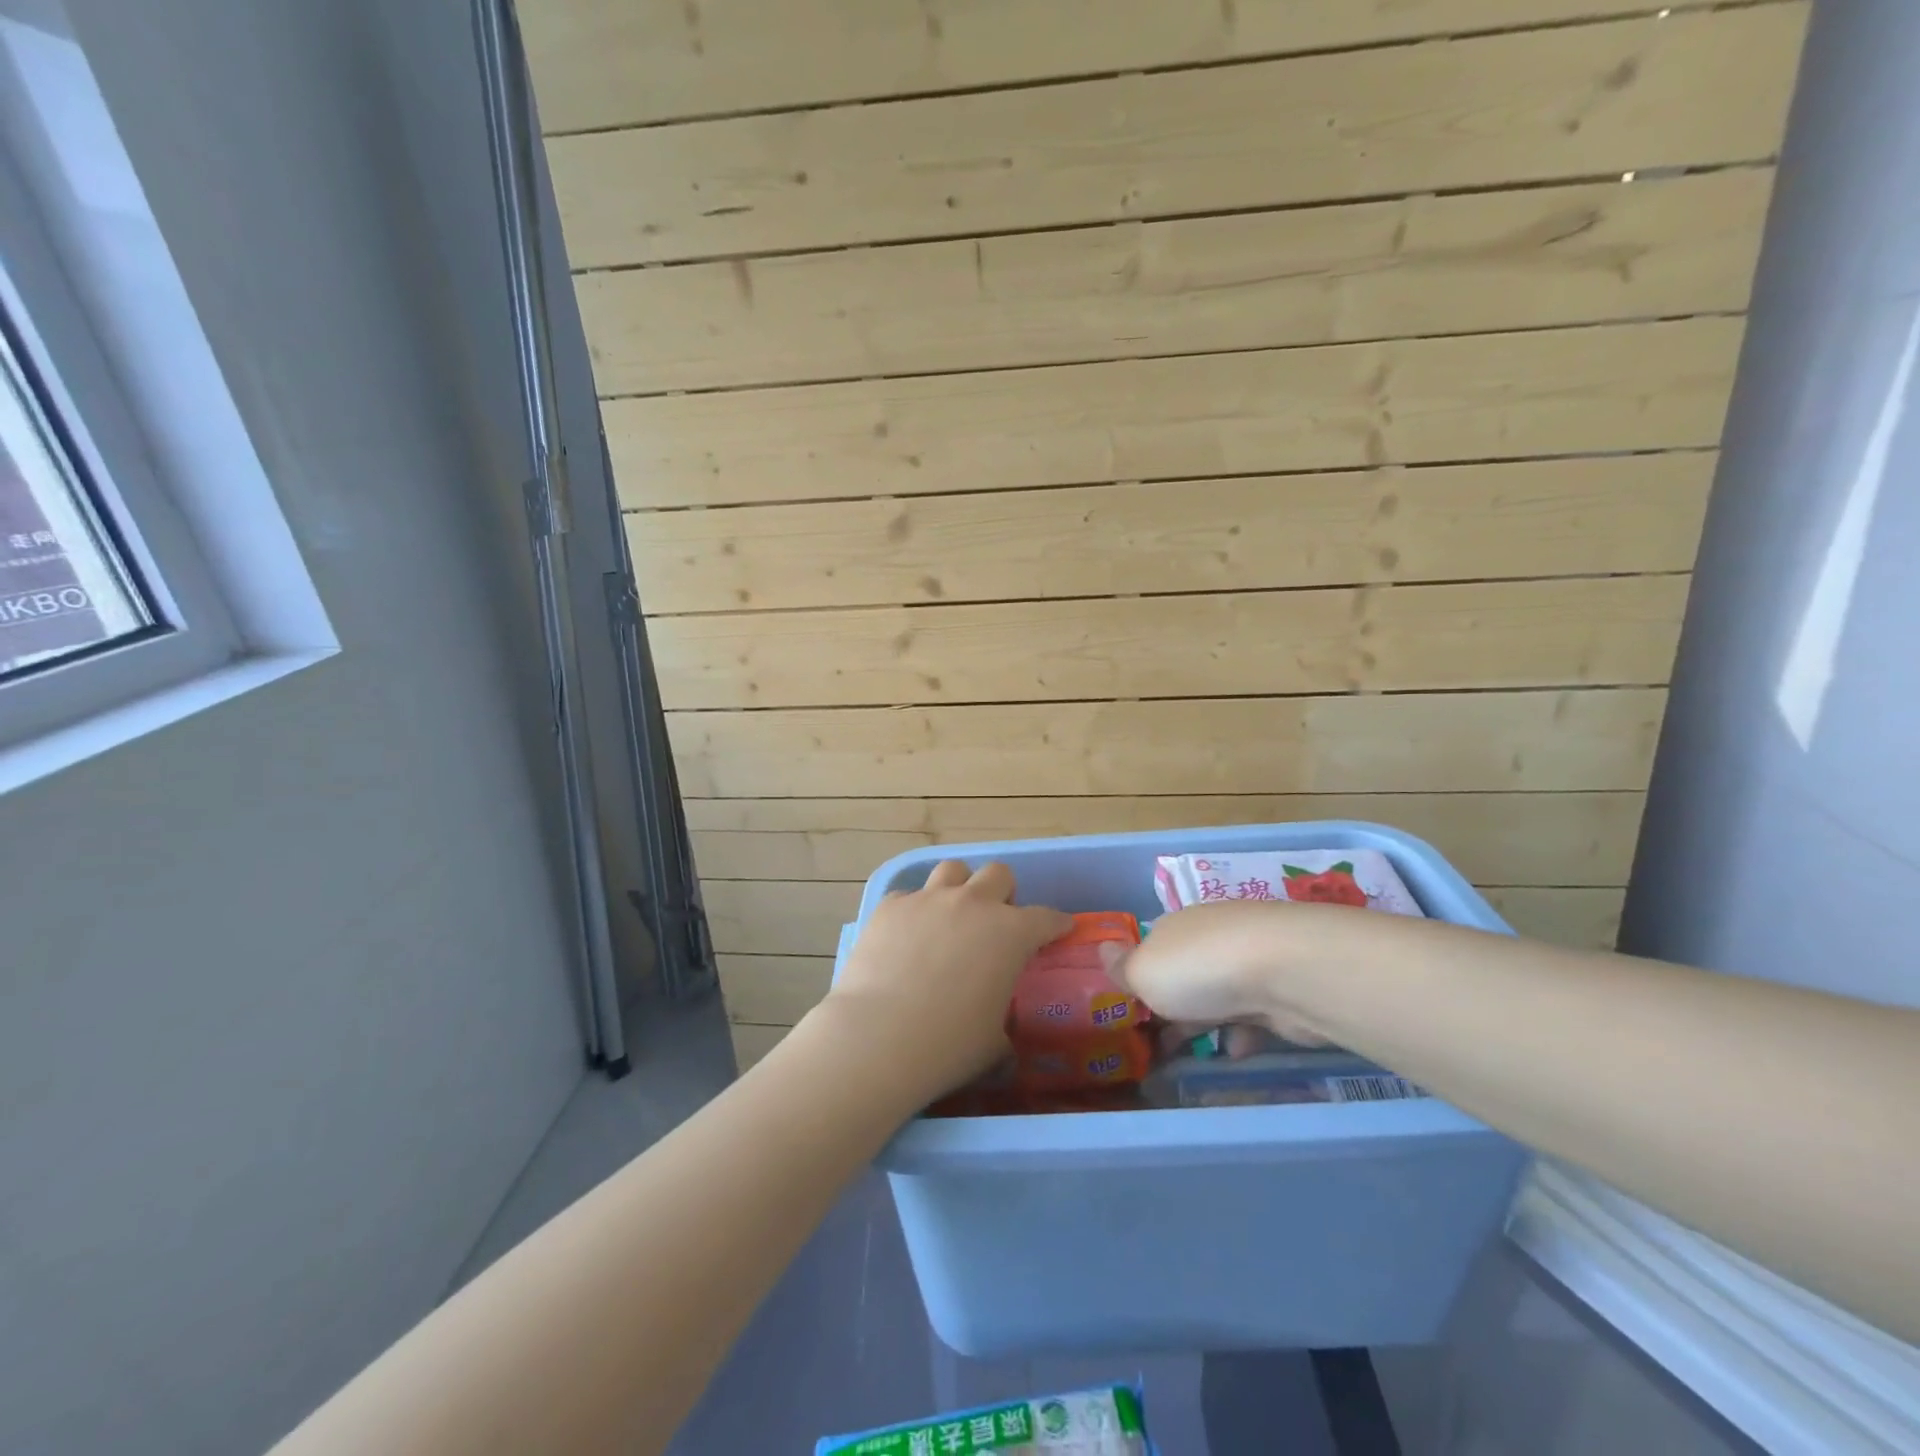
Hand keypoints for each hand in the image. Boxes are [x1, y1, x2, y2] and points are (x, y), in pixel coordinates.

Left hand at [819, 860, 1073, 1101]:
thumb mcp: (994, 1044)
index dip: (1056, 923)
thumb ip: (1003, 1027)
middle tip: (996, 920)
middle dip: (1003, 893)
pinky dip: (914, 911)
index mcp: (1011, 933)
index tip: (1059, 929)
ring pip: (953, 870)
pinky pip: (908, 896)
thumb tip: (1001, 1041)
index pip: (1046, 917)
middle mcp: (973, 904)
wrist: (879, 1037)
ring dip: (959, 887)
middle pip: (998, 874)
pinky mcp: (890, 906)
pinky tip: (907, 936)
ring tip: (952, 914)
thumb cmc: (949, 1045)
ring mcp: (928, 900)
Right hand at [1108, 900, 1350, 1045]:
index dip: (1141, 980)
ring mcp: (1250, 960)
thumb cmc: (1199, 969)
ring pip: (1220, 994)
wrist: (1286, 973)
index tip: (1133, 1013)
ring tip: (1195, 1055)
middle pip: (1185, 973)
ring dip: (1208, 1022)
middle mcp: (1211, 936)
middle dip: (1173, 1006)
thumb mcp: (1143, 972)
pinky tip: (1236, 1051)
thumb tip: (1101, 948)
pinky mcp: (1282, 987)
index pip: (1152, 949)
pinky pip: (1253, 1013)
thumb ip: (1122, 967)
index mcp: (1174, 927)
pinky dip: (1243, 1033)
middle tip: (1158, 1044)